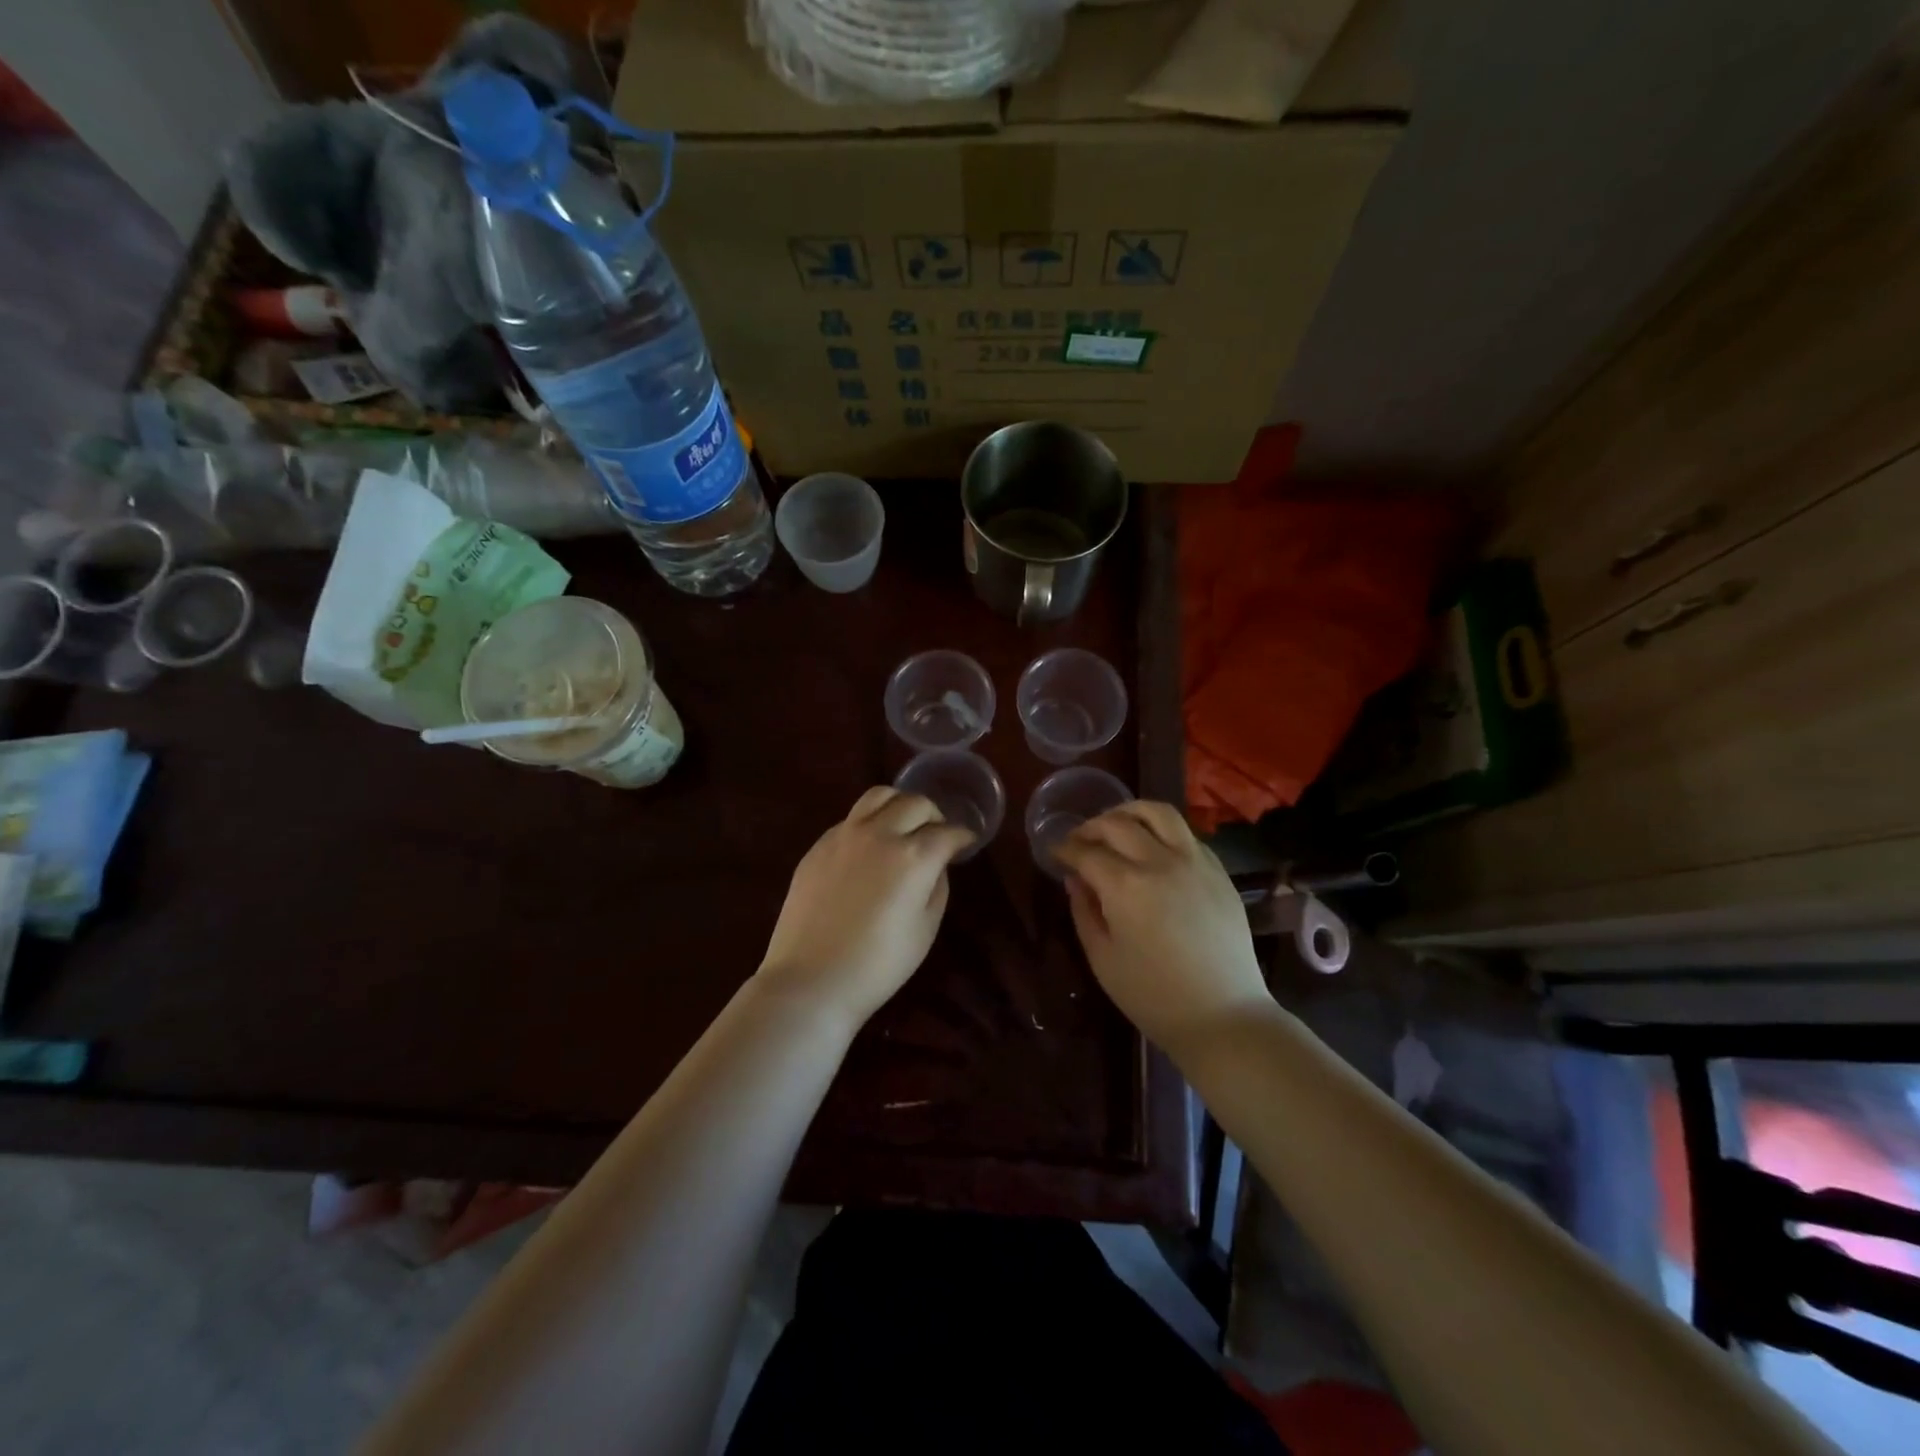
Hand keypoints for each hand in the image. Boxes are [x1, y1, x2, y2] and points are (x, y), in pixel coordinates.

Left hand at [757, 787, 974, 1025]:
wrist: (812, 979)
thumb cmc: (879, 964)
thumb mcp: (925, 928)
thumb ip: (937, 886)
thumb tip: (935, 864)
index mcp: (914, 856)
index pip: (948, 832)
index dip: (962, 836)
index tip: (966, 842)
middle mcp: (880, 833)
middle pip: (916, 803)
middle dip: (934, 816)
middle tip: (937, 834)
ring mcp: (845, 834)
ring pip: (879, 795)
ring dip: (900, 804)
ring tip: (903, 825)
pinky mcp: (819, 845)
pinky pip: (851, 818)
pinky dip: (870, 822)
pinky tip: (869, 847)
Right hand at [1053, 801, 1271, 1056]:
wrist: (1223, 1016)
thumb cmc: (1153, 996)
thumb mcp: (1102, 958)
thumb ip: (1084, 911)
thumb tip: (1075, 880)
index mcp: (1125, 885)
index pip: (1086, 852)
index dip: (1064, 848)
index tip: (1054, 852)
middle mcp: (1160, 861)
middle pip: (1117, 823)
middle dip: (1090, 827)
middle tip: (1079, 840)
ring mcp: (1194, 861)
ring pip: (1158, 812)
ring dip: (1129, 812)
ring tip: (1116, 825)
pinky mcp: (1218, 871)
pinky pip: (1185, 834)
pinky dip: (1161, 831)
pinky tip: (1153, 849)